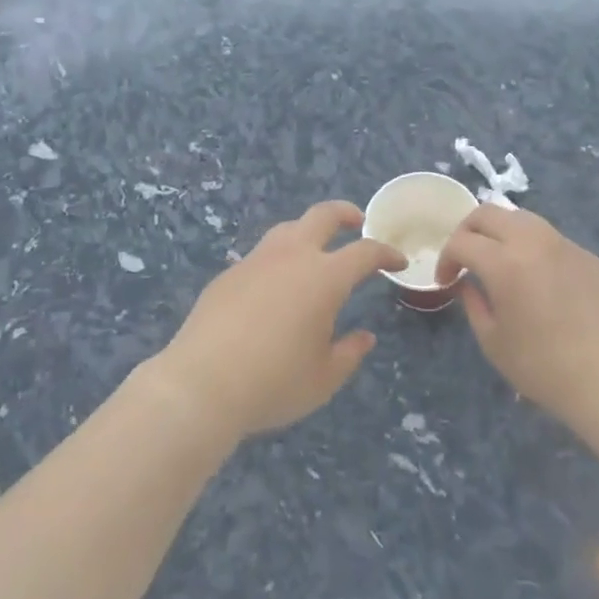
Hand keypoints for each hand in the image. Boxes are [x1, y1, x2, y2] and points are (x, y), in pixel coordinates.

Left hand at [153, 201, 404, 438]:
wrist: (201, 385)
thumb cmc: (273, 383)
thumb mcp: (323, 379)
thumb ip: (349, 353)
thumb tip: (364, 336)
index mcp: (325, 277)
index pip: (365, 252)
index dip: (386, 252)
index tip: (397, 260)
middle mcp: (292, 257)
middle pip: (323, 215)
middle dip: (345, 213)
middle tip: (357, 223)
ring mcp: (256, 260)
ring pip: (288, 228)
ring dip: (308, 230)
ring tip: (315, 250)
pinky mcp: (228, 274)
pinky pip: (261, 255)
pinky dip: (278, 259)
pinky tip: (274, 286)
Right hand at [438, 206, 598, 428]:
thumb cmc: (542, 366)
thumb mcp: (492, 340)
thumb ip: (472, 302)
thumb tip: (467, 283)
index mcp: (504, 262)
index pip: (462, 242)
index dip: (446, 258)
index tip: (446, 280)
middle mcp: (533, 241)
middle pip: (489, 213)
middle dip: (468, 230)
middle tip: (465, 258)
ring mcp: (564, 244)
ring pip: (522, 218)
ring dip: (501, 232)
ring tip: (500, 260)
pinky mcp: (588, 255)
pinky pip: (551, 239)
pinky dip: (533, 248)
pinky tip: (538, 279)